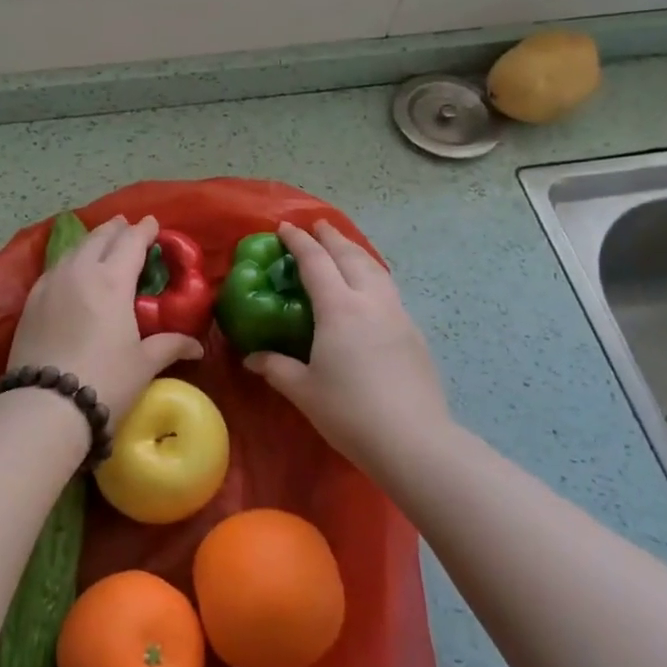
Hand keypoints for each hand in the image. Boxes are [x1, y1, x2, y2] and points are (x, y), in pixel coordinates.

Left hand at [8, 215, 203, 431]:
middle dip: (115, 229)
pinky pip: (54, 268)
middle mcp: (80, 272)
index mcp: (112, 280)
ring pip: (73, 250)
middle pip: (99, 238)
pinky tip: (71, 269)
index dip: (144, 230)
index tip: (152, 223)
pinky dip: (69, 260)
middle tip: (126, 225)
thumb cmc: (105, 381)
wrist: (44, 406)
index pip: (131, 243)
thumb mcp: (143, 364)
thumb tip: (196, 346)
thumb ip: (169, 346)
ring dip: (91, 241)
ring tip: (100, 241)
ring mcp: (50, 284)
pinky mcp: (30, 301)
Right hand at [244, 222, 451, 468]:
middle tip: (317, 226)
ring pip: (376, 270)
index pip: (316, 262)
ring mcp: (397, 316)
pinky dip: (373, 277)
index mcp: (339, 308)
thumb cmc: (349, 412)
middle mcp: (370, 302)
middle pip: (351, 256)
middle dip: (332, 238)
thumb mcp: (303, 390)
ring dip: (356, 253)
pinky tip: (369, 291)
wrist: (414, 440)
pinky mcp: (414, 334)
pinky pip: (389, 291)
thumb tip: (252, 358)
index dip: (299, 242)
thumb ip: (276, 368)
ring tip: (344, 249)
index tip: (285, 228)